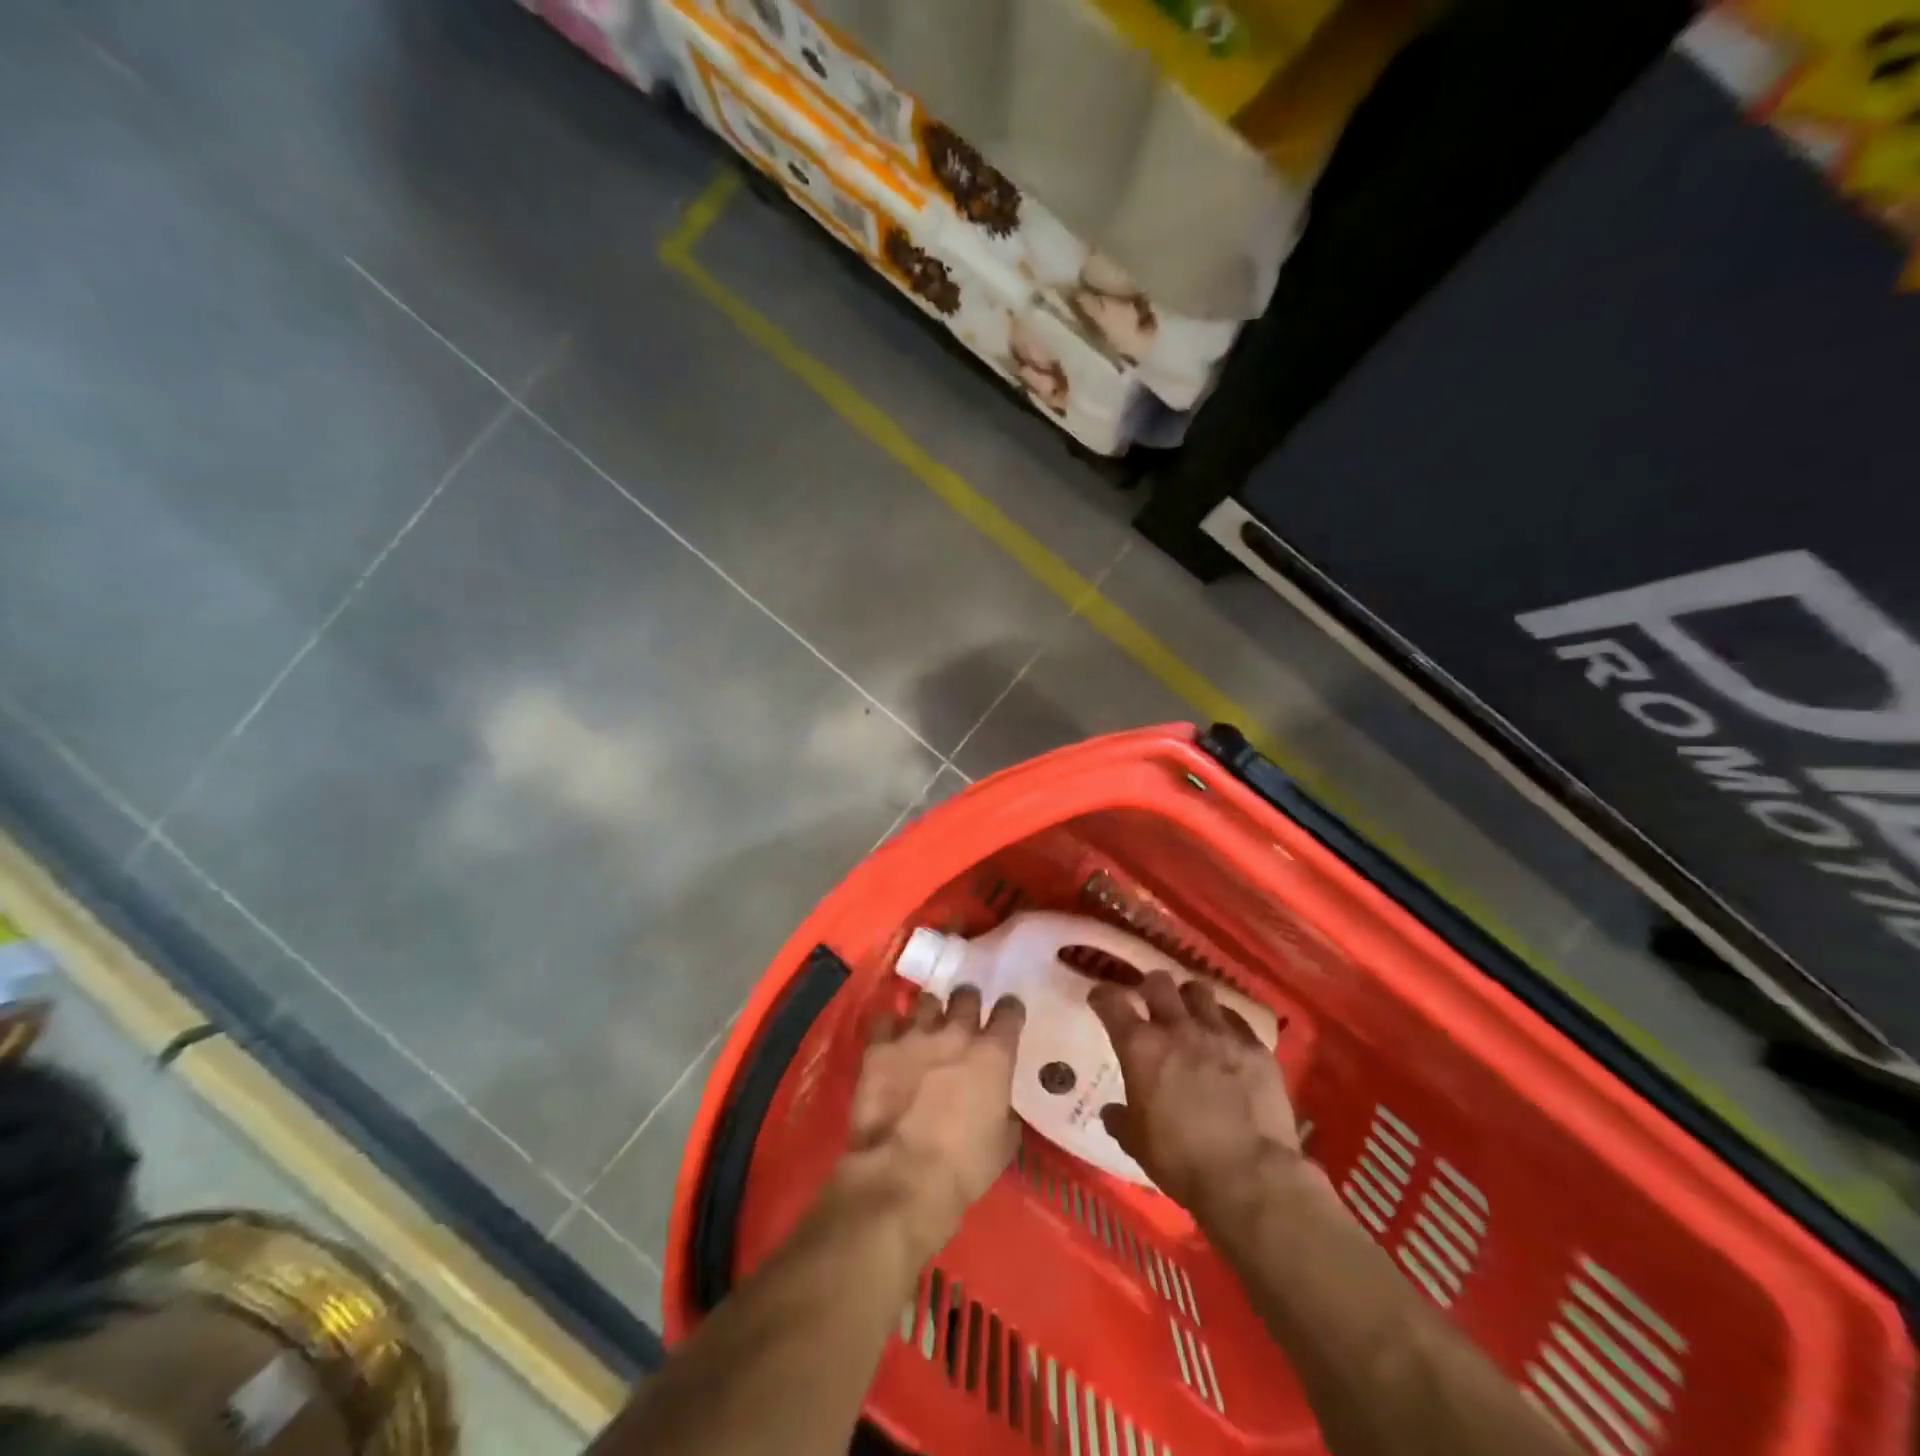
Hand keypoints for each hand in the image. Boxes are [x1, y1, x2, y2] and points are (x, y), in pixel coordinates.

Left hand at [836, 987, 1024, 1256]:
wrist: (902, 1175)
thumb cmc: (963, 1167)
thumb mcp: (1003, 1144)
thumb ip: (1004, 1111)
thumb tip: (999, 1104)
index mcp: (992, 1055)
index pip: (1009, 1012)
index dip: (1009, 1011)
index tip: (1007, 1015)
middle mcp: (956, 1033)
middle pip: (965, 996)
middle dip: (967, 1002)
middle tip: (963, 1017)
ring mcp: (914, 1035)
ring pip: (926, 1001)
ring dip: (929, 1012)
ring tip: (926, 1026)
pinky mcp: (879, 1047)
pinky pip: (884, 1020)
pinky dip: (889, 1027)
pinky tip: (890, 1039)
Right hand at [1089, 973, 1300, 1212]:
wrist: (1250, 1176)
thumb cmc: (1181, 1161)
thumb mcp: (1137, 1143)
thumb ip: (1121, 1120)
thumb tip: (1111, 1112)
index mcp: (1140, 1047)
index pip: (1112, 1001)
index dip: (1103, 996)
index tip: (1100, 998)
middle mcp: (1178, 1028)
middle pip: (1159, 983)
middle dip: (1151, 987)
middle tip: (1151, 1001)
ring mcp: (1220, 1034)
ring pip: (1200, 991)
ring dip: (1190, 999)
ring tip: (1191, 1014)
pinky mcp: (1256, 1048)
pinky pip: (1237, 1021)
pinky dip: (1226, 1026)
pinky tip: (1228, 1042)